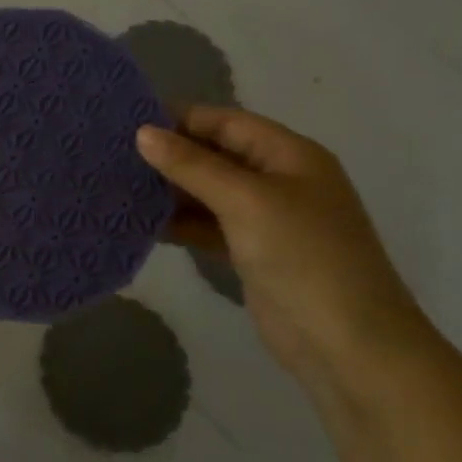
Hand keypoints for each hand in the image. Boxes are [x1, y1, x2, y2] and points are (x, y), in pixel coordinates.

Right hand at [136, 106, 432, 386]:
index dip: (180, 118)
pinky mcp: (253, 254)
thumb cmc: (302, 255)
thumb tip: (143, 132)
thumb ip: (192, 165)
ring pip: (208, 193)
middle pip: (216, 155)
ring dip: (170, 191)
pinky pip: (208, 227)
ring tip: (119, 186)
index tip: (127, 122)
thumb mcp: (245, 200)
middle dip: (170, 154)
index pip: (227, 122)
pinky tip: (143, 224)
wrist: (347, 343)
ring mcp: (267, 220)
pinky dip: (180, 224)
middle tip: (114, 155)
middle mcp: (279, 180)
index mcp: (290, 155)